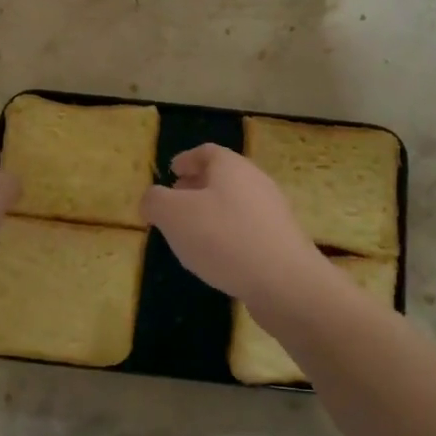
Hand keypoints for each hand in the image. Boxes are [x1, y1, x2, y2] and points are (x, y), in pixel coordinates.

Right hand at [141, 144, 326, 306]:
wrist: (284, 282)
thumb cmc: (223, 238)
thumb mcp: (174, 215)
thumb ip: (155, 201)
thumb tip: (151, 200)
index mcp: (231, 167)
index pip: (206, 152)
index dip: (186, 159)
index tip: (172, 170)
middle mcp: (256, 182)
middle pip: (223, 177)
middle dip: (197, 186)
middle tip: (176, 201)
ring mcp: (273, 213)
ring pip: (235, 204)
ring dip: (212, 213)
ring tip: (191, 233)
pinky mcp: (281, 242)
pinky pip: (247, 230)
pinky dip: (228, 235)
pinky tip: (216, 257)